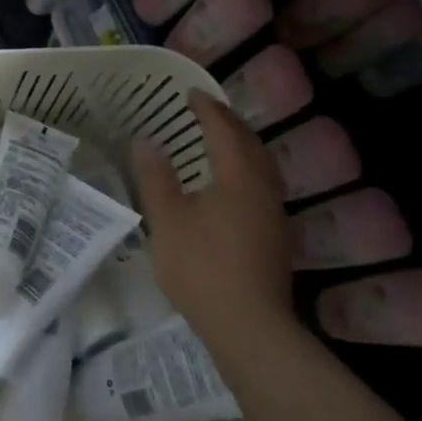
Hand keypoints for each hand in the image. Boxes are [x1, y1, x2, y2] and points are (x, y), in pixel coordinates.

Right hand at [131, 91, 297, 351]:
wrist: (249, 326)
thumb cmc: (202, 267)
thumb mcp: (167, 220)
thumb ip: (156, 177)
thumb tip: (146, 140)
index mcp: (238, 177)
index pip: (224, 130)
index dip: (206, 109)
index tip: (190, 93)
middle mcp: (263, 188)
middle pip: (251, 143)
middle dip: (229, 122)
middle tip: (207, 111)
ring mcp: (273, 214)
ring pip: (262, 166)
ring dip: (242, 146)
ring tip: (221, 141)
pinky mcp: (275, 237)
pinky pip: (262, 185)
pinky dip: (246, 169)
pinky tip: (232, 186)